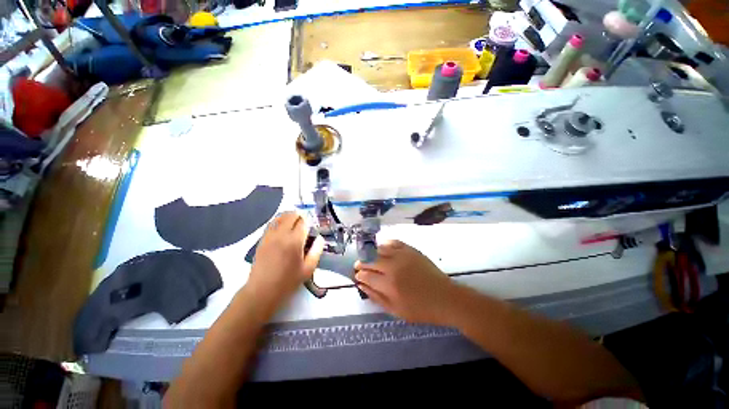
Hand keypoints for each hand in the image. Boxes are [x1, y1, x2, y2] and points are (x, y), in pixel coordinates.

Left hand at [247, 212, 323, 305]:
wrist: (262, 291)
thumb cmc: (288, 281)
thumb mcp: (308, 268)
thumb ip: (317, 250)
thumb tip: (320, 238)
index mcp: (294, 241)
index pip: (303, 222)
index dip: (309, 221)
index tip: (312, 226)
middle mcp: (281, 234)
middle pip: (291, 216)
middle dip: (300, 216)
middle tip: (304, 222)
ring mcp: (269, 236)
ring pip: (279, 217)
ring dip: (288, 216)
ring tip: (294, 221)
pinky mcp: (262, 240)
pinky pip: (271, 224)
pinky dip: (278, 221)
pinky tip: (282, 226)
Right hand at [354, 240, 458, 324]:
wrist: (445, 298)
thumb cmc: (420, 309)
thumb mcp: (396, 310)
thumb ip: (376, 297)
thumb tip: (361, 285)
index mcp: (389, 285)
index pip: (366, 275)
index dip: (359, 275)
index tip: (356, 275)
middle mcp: (393, 267)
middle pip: (371, 260)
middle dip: (362, 263)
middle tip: (358, 265)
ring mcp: (402, 256)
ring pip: (380, 249)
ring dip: (371, 253)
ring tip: (369, 257)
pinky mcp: (411, 250)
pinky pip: (394, 242)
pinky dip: (386, 244)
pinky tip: (383, 248)